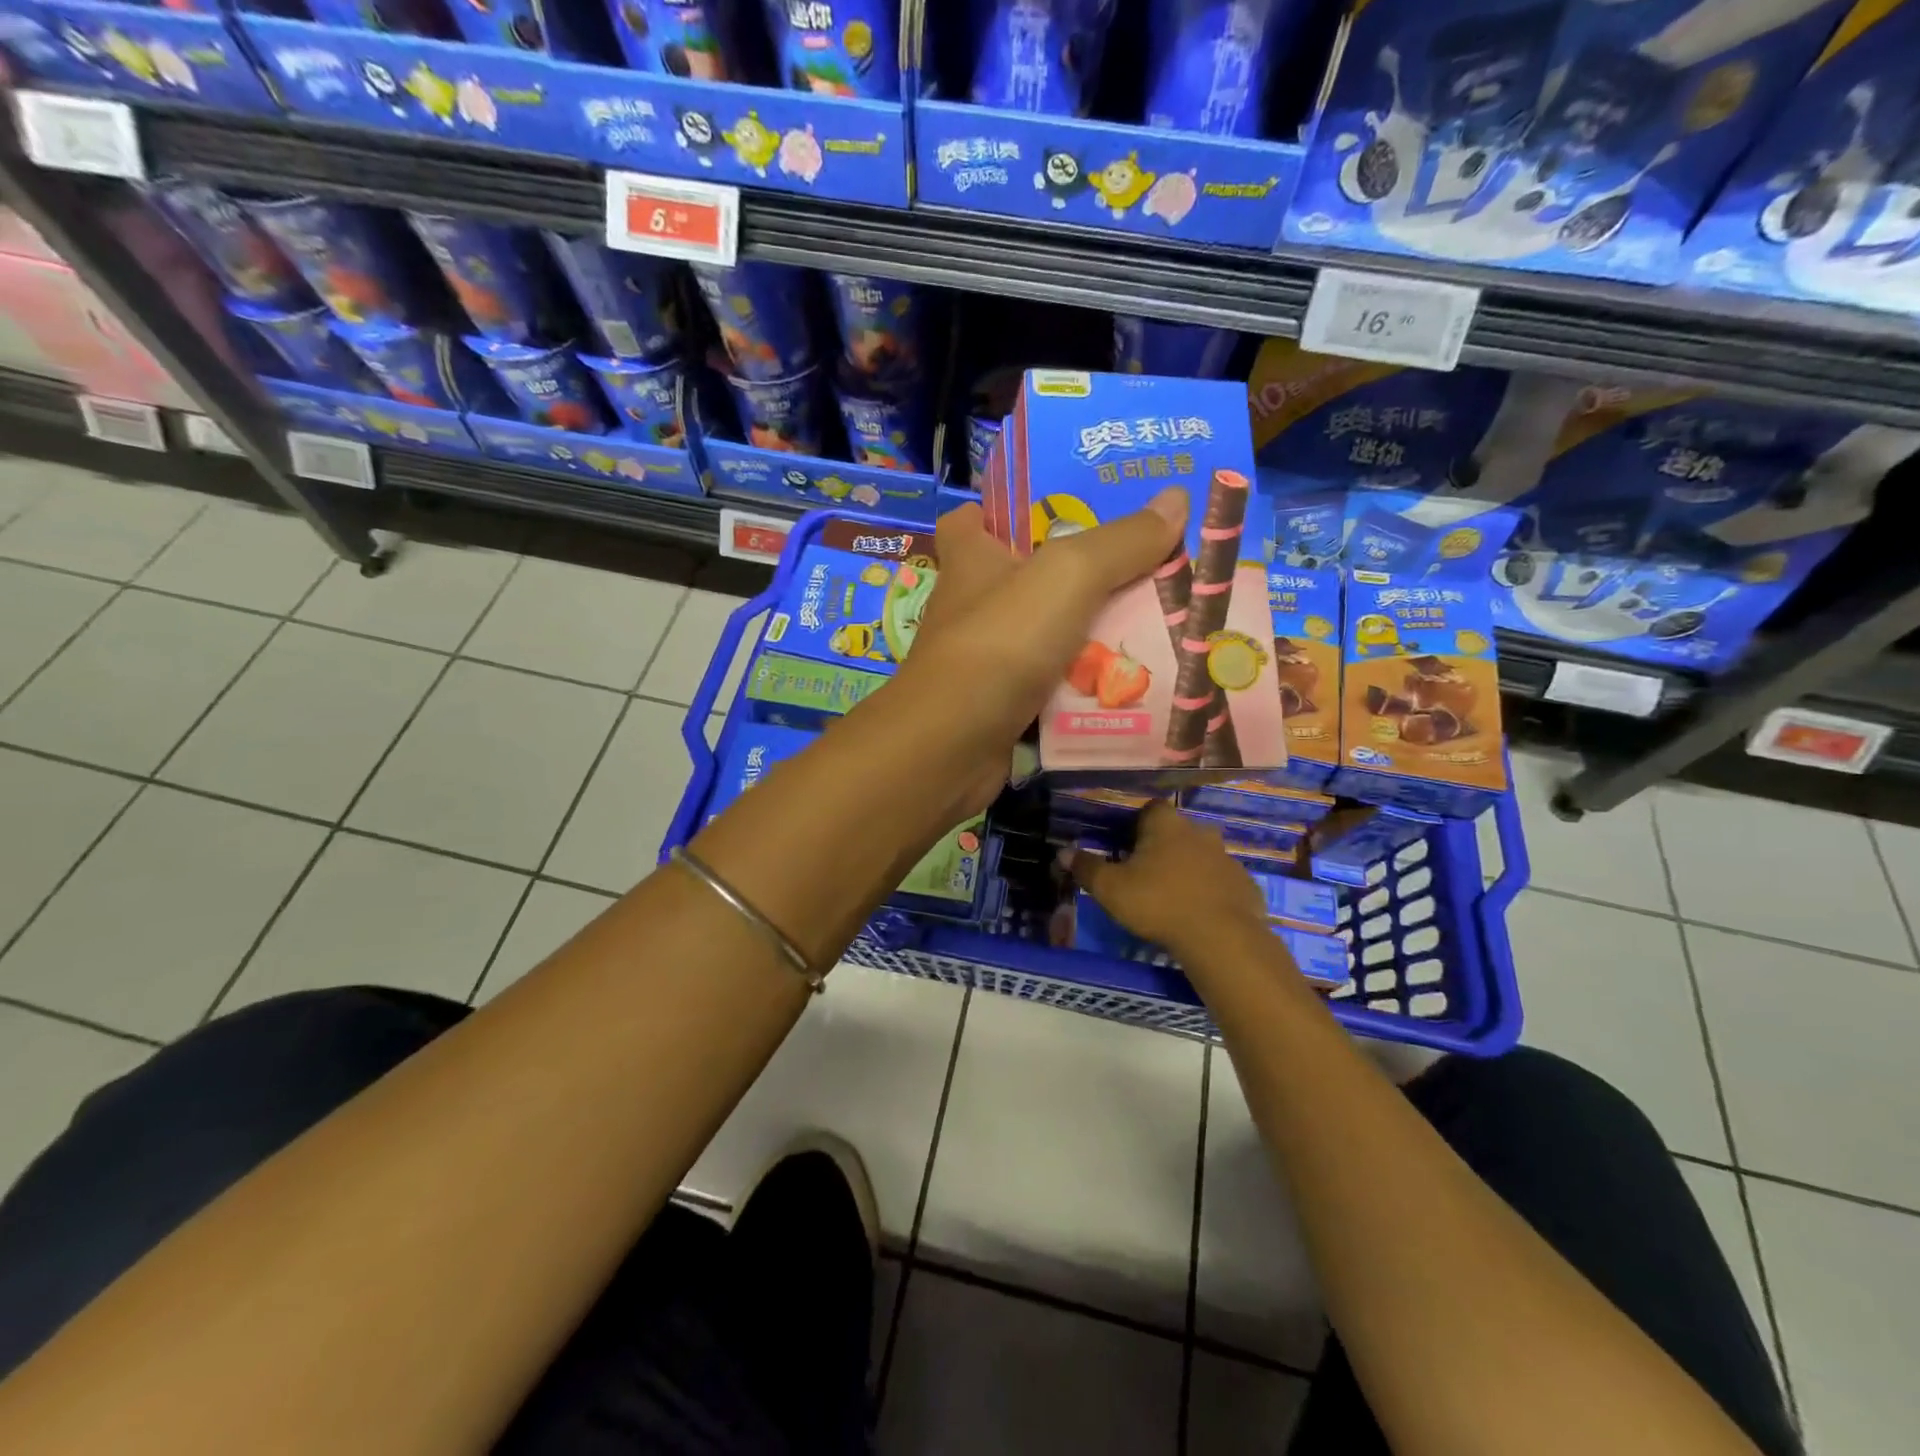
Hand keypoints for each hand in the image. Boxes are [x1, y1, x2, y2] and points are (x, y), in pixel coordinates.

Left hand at [886, 493, 1186, 816]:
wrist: (952, 745)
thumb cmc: (1000, 642)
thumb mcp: (1068, 576)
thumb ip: (1122, 541)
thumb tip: (1177, 498)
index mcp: (971, 560)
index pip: (970, 520)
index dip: (1003, 510)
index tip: (1054, 508)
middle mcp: (972, 607)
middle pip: (1027, 579)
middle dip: (1079, 576)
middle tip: (1143, 569)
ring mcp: (984, 661)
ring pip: (1046, 637)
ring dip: (1092, 637)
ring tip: (1156, 627)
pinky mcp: (1000, 706)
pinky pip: (1052, 687)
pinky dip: (1084, 686)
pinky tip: (1131, 684)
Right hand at [1069, 801, 1268, 961]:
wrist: (1220, 937)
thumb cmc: (1158, 902)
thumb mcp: (1110, 888)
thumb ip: (1086, 868)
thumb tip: (1063, 852)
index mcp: (1166, 825)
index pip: (1150, 808)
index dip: (1137, 824)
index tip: (1126, 845)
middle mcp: (1199, 832)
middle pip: (1177, 832)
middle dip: (1162, 847)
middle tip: (1145, 873)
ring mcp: (1227, 858)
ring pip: (1201, 856)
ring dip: (1188, 869)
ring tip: (1171, 896)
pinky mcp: (1245, 885)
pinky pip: (1221, 883)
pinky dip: (1210, 892)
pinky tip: (1198, 914)